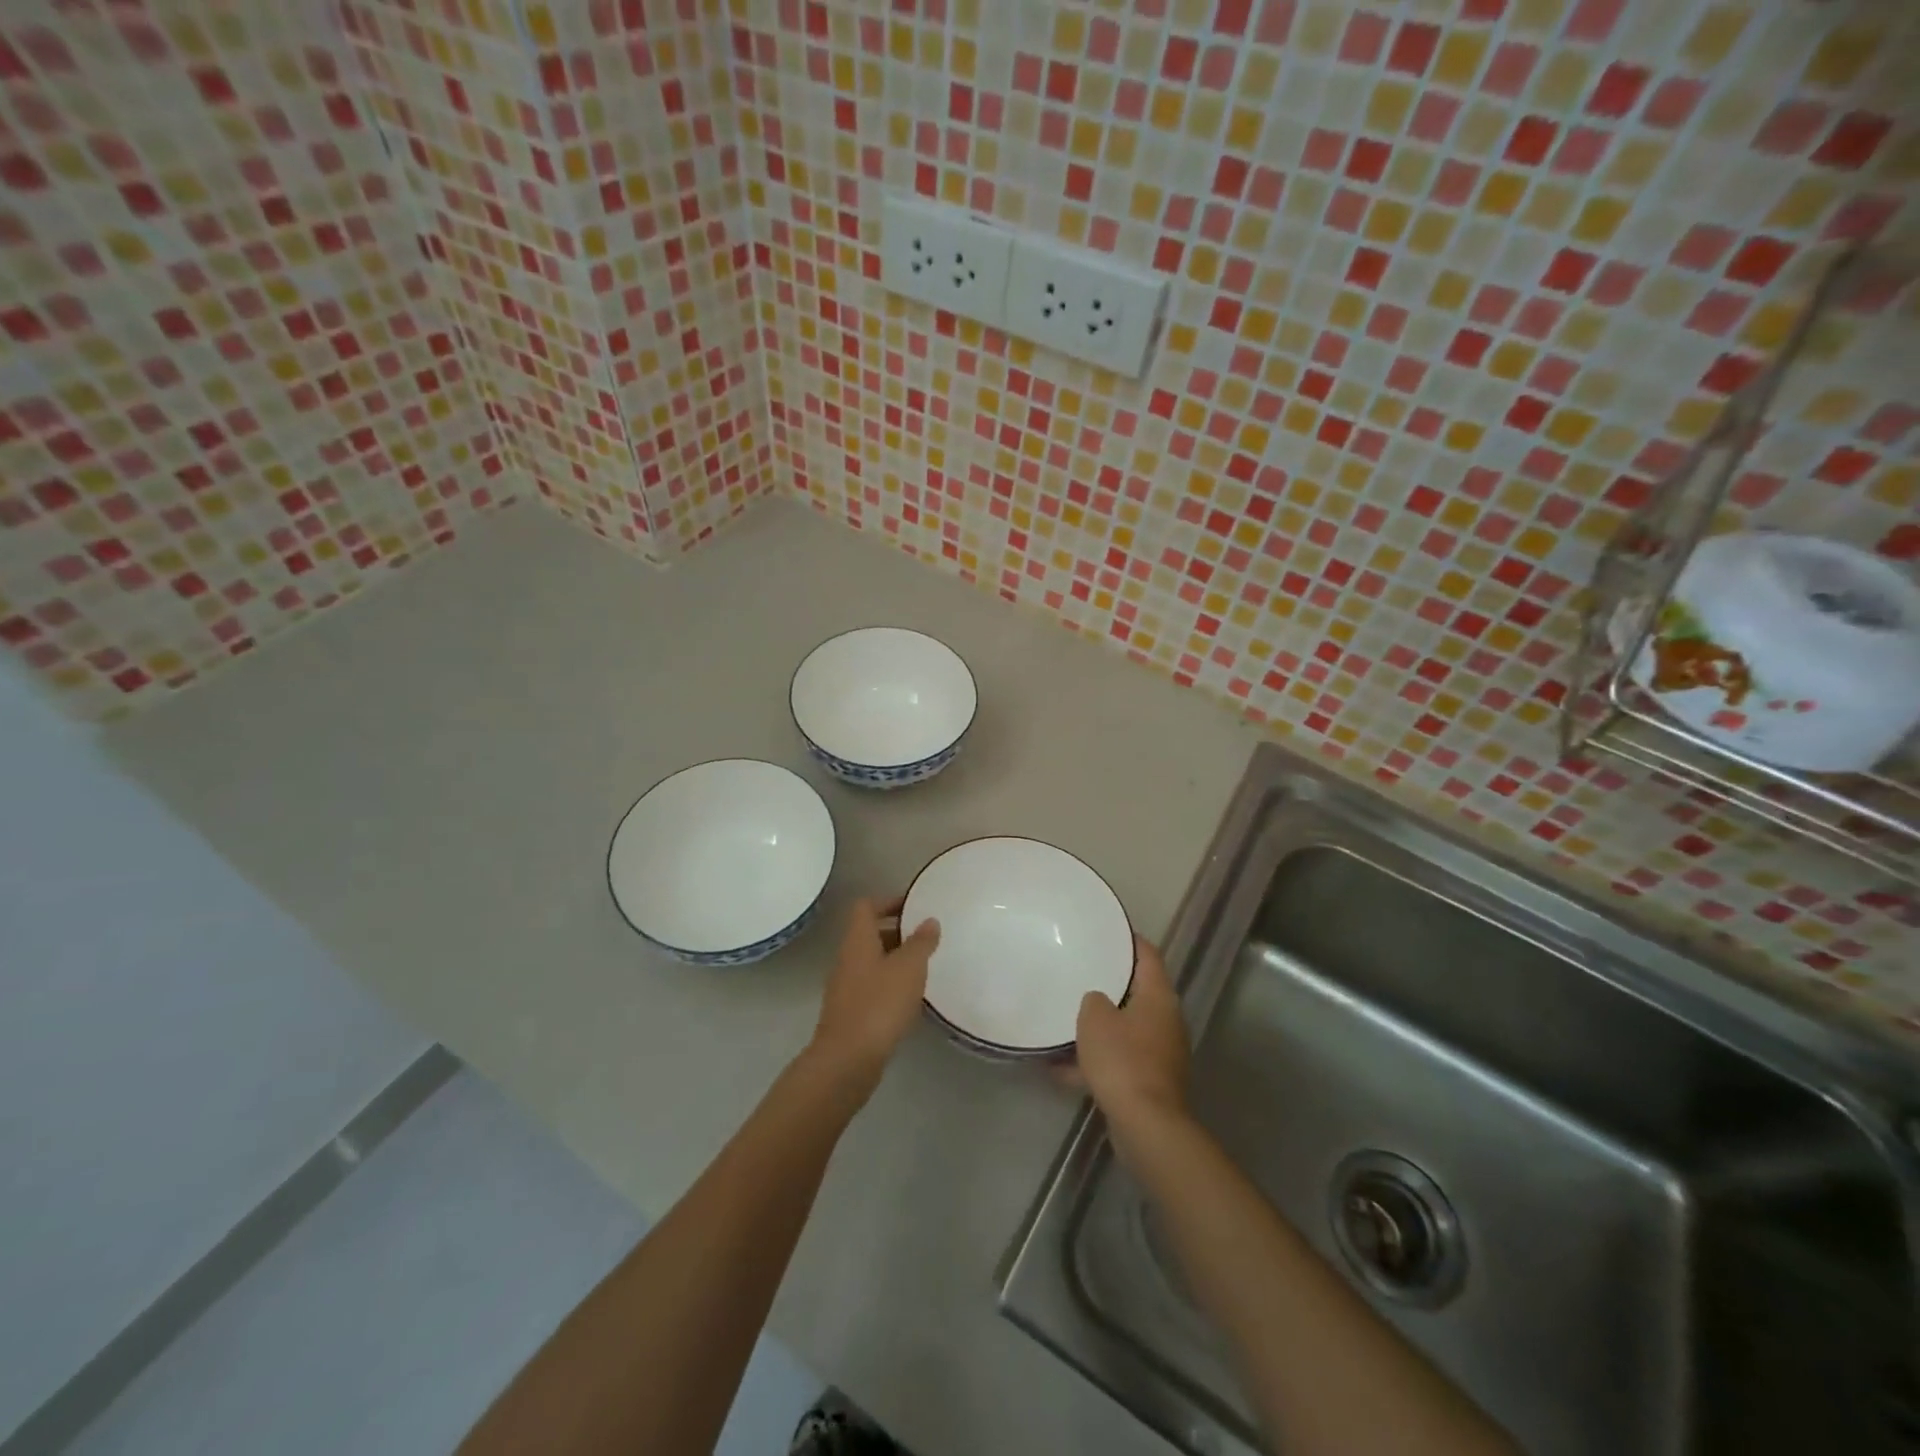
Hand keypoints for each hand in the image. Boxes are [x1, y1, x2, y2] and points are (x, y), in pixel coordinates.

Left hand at [808, 896, 939, 1093]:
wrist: (847, 1060)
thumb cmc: (879, 1004)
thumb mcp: (909, 968)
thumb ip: (921, 942)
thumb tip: (929, 921)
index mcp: (858, 940)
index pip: (866, 906)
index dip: (889, 901)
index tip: (915, 906)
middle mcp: (848, 958)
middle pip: (870, 933)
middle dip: (898, 932)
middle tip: (927, 937)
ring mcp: (846, 987)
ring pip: (873, 961)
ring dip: (896, 960)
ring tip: (925, 967)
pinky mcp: (851, 1012)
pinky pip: (873, 987)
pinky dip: (891, 985)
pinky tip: (912, 998)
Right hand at [1075, 937, 1189, 1132]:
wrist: (1146, 1125)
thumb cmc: (1122, 1059)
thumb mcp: (1095, 1018)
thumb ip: (1093, 1000)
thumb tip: (1098, 1002)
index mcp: (1159, 997)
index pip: (1148, 955)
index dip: (1129, 940)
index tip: (1107, 931)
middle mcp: (1166, 1021)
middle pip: (1137, 993)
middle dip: (1109, 986)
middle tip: (1081, 973)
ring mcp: (1160, 1054)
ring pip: (1125, 1030)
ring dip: (1098, 1030)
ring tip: (1063, 1023)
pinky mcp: (1150, 1083)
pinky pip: (1119, 1062)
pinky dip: (1095, 1063)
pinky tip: (1059, 1070)